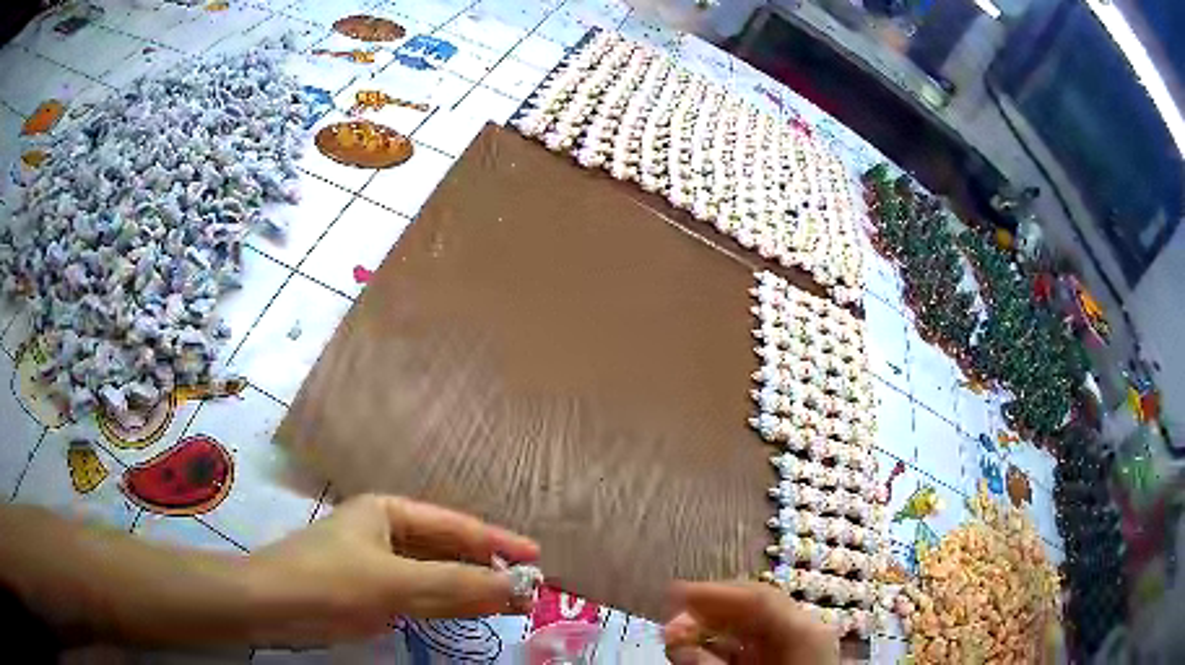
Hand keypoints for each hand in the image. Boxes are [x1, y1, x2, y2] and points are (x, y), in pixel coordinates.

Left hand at [245, 494, 539, 645]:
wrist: (270, 606)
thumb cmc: (329, 581)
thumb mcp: (395, 583)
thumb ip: (456, 585)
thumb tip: (517, 588)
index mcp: (389, 512)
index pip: (456, 525)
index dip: (497, 541)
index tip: (537, 558)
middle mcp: (386, 532)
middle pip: (447, 549)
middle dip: (486, 568)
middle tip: (527, 589)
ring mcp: (378, 563)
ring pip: (435, 574)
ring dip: (469, 588)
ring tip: (508, 604)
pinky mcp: (371, 592)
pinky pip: (419, 595)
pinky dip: (445, 604)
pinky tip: (467, 613)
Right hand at [663, 582, 838, 664]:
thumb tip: (676, 644)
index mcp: (803, 633)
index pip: (757, 600)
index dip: (714, 593)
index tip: (672, 594)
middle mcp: (803, 632)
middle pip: (754, 608)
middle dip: (708, 613)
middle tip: (669, 624)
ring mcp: (796, 646)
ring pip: (750, 626)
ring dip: (711, 630)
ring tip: (676, 640)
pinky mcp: (785, 660)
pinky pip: (751, 646)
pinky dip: (722, 647)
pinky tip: (698, 654)